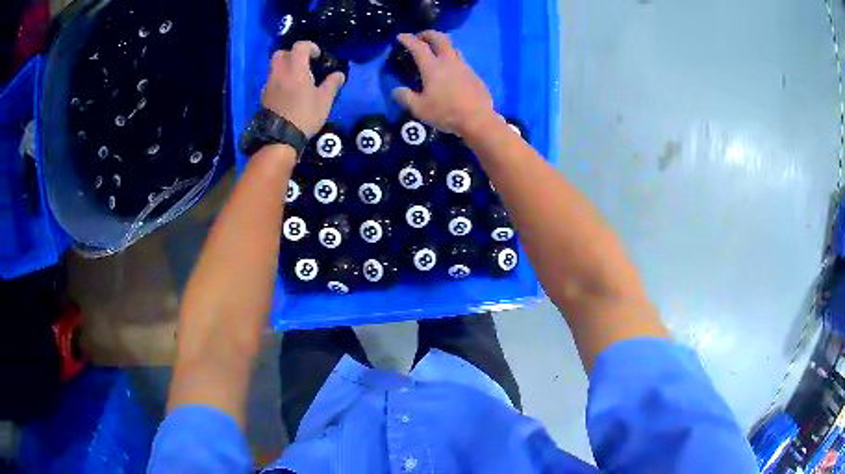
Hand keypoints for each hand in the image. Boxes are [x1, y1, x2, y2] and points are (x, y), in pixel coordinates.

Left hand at [262, 41, 344, 137]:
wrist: (280, 137)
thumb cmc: (305, 115)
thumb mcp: (324, 101)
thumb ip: (332, 84)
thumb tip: (339, 74)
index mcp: (295, 69)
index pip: (300, 46)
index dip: (310, 47)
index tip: (317, 56)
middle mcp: (279, 72)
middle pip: (281, 53)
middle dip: (292, 54)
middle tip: (302, 64)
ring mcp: (269, 84)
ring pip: (274, 67)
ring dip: (284, 68)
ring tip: (295, 80)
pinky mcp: (264, 96)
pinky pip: (271, 81)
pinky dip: (279, 81)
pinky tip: (287, 93)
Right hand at [392, 31, 495, 136]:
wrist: (478, 120)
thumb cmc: (446, 113)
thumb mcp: (419, 109)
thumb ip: (405, 97)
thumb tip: (397, 90)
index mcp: (433, 67)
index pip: (418, 46)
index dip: (408, 39)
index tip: (401, 36)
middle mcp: (449, 62)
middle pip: (440, 38)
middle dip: (428, 34)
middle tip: (420, 37)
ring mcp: (464, 67)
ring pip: (453, 48)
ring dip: (442, 46)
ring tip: (435, 53)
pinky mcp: (474, 75)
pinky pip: (461, 62)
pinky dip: (451, 60)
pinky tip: (449, 72)